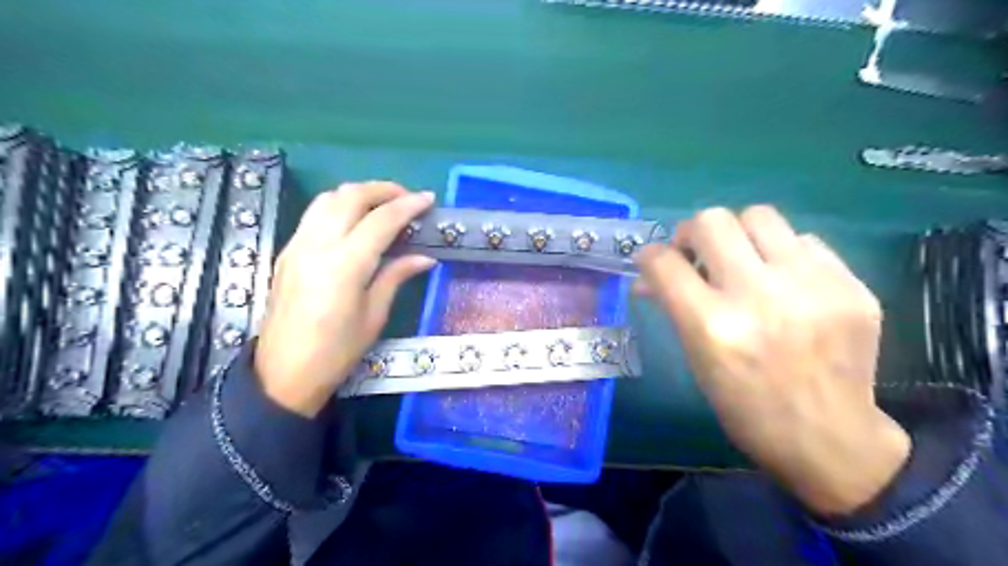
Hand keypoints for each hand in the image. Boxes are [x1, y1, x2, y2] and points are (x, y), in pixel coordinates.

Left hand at [255, 183, 434, 418]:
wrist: (283, 373)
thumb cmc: (337, 352)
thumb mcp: (374, 315)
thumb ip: (396, 276)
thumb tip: (424, 257)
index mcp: (344, 265)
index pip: (381, 220)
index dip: (408, 205)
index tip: (429, 199)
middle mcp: (317, 246)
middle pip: (350, 196)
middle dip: (383, 189)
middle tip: (407, 198)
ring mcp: (297, 245)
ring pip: (328, 198)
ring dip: (359, 193)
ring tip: (383, 205)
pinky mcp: (287, 251)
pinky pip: (315, 214)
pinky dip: (339, 206)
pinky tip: (355, 221)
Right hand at [636, 206, 915, 514]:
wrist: (829, 439)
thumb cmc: (745, 407)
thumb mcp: (697, 361)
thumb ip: (673, 308)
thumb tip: (649, 277)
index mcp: (712, 326)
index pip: (664, 262)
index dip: (649, 256)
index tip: (653, 262)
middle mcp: (759, 296)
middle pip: (712, 221)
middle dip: (692, 232)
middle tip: (696, 253)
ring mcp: (811, 286)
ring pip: (759, 215)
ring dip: (739, 234)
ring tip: (742, 259)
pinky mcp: (851, 285)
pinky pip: (804, 241)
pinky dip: (782, 254)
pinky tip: (785, 281)